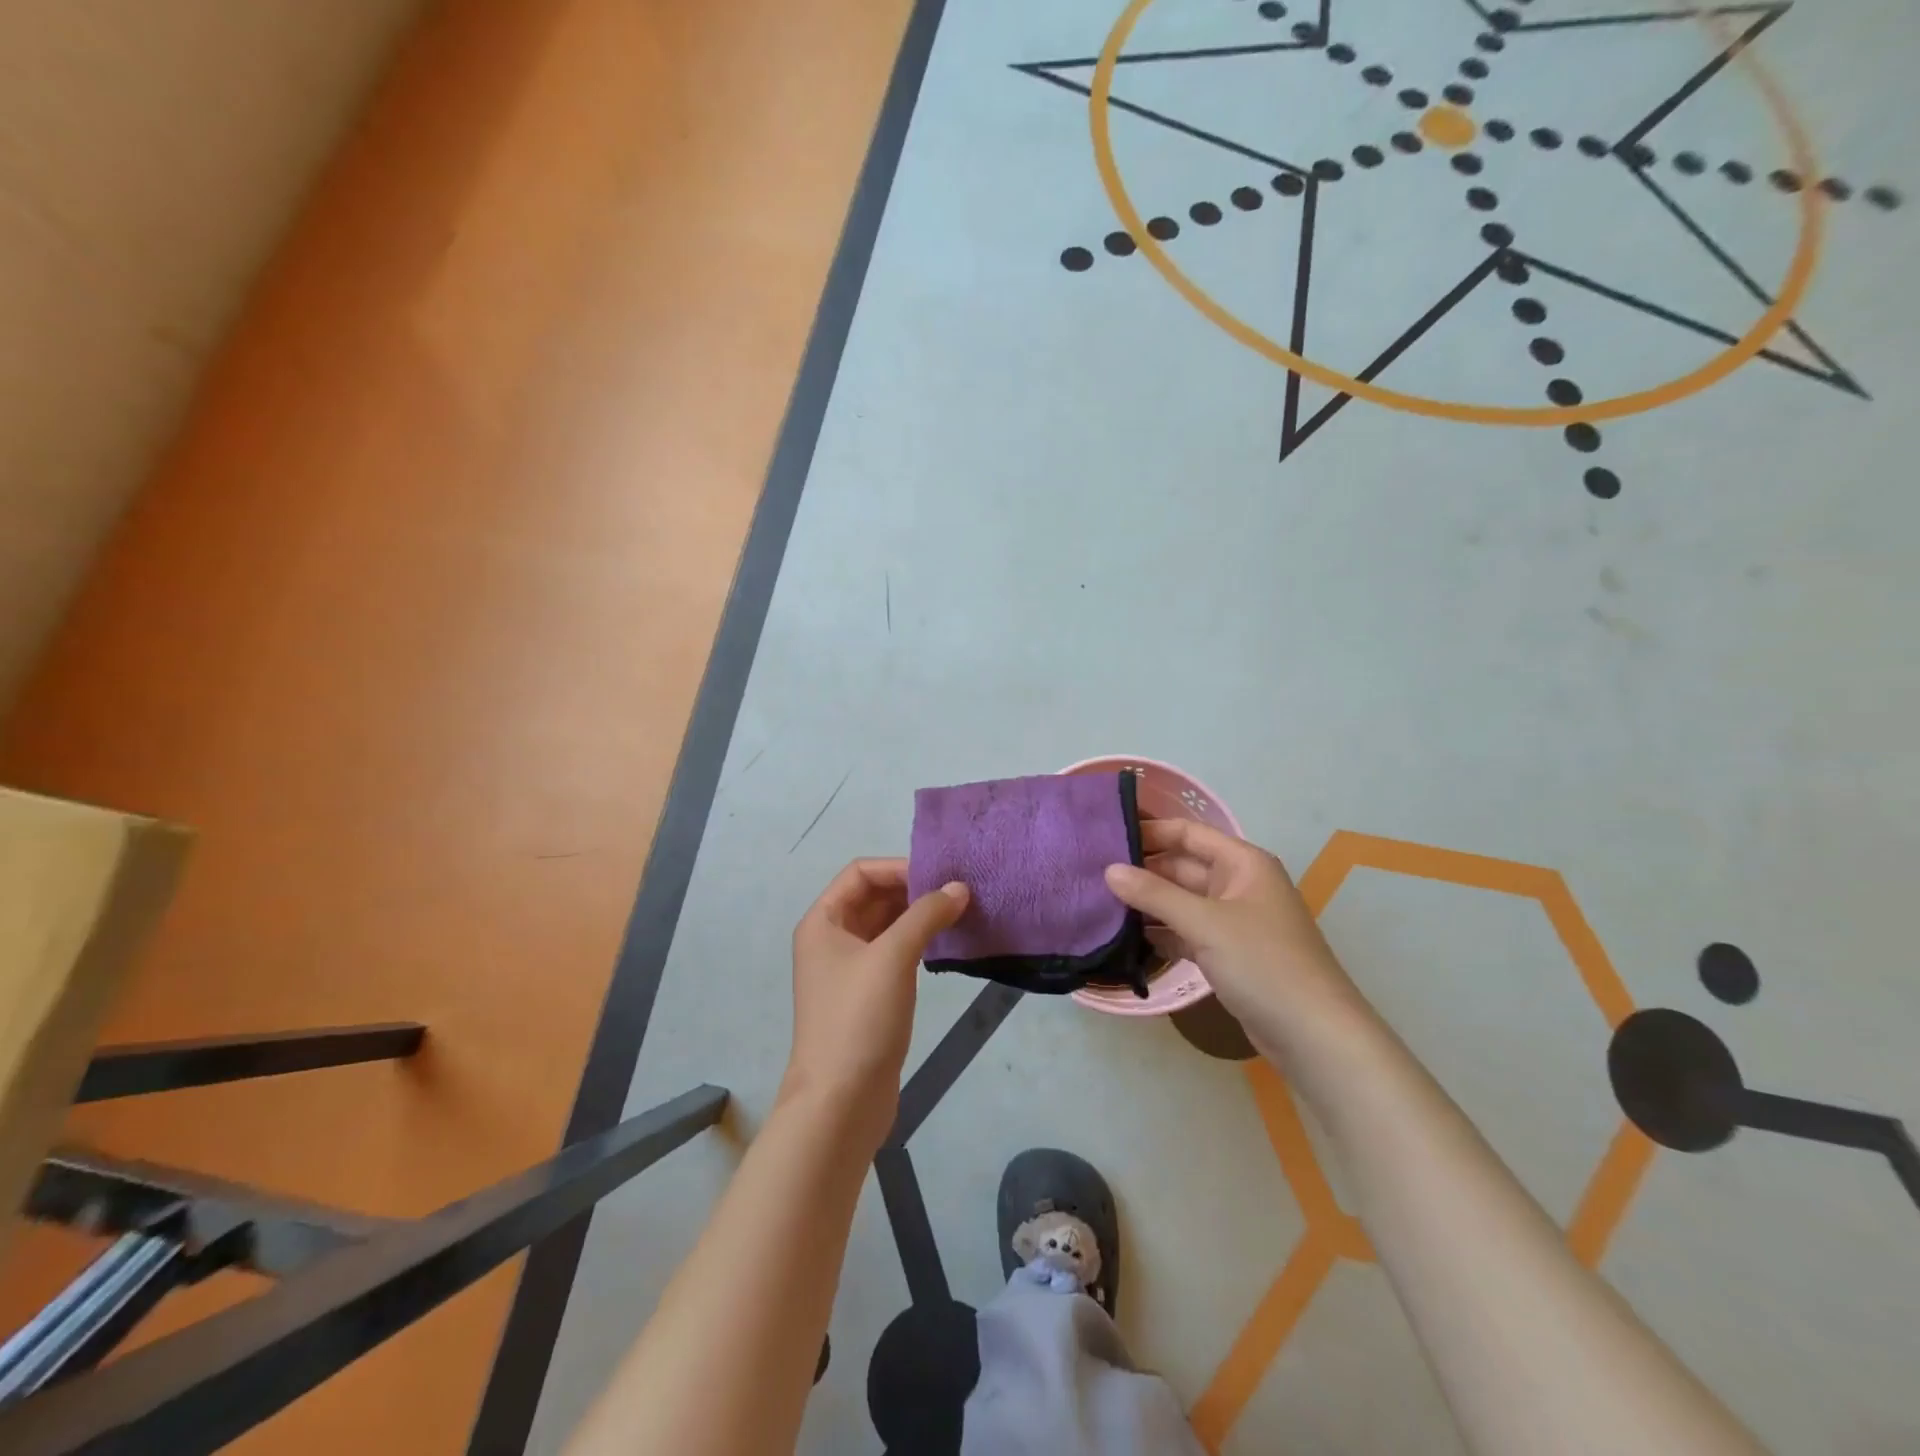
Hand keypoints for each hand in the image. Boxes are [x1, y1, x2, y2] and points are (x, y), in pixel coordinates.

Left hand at [782, 859, 967, 1149]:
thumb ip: (926, 915)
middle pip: (873, 897)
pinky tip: (944, 945)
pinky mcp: (866, 996)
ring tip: (959, 914)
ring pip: (885, 926)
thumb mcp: (893, 957)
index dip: (899, 868)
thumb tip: (959, 888)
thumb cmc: (859, 1019)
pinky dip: (916, 943)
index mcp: (823, 922)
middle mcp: (831, 940)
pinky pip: (892, 954)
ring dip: (917, 917)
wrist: (840, 1101)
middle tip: (958, 892)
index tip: (940, 876)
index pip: (861, 873)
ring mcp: (848, 970)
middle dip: (912, 891)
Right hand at [1105, 821, 1374, 1058]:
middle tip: (1092, 874)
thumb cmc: (1263, 964)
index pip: (1188, 833)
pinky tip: (1127, 938)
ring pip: (1182, 902)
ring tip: (1099, 902)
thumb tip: (1109, 870)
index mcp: (1243, 863)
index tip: (1104, 837)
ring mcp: (1234, 922)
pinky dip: (1162, 933)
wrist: (1315, 1036)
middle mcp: (1239, 885)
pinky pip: (1188, 932)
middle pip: (1182, 867)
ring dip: (1148, 903)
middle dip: (1142, 870)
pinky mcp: (1229, 954)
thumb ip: (1154, 894)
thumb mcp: (1205, 923)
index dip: (1149, 832)